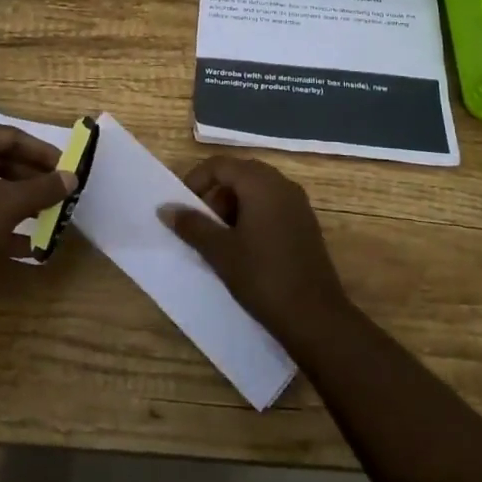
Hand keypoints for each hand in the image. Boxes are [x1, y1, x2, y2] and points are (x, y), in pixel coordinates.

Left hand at [0, 124, 74, 317]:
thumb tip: (72, 177)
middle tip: (57, 192)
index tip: (64, 166)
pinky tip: (26, 244)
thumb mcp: (10, 204)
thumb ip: (44, 188)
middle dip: (30, 178)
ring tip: (47, 215)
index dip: (40, 151)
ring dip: (17, 201)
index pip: (9, 136)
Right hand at [161, 156, 354, 354]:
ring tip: (220, 239)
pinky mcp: (305, 224)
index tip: (182, 207)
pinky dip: (252, 215)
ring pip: (256, 190)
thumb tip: (165, 208)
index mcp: (261, 183)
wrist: (315, 317)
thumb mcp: (220, 252)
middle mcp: (282, 184)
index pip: (220, 165)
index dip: (196, 180)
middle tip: (200, 224)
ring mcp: (298, 204)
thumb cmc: (263, 277)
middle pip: (239, 174)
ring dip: (232, 206)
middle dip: (214, 194)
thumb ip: (192, 225)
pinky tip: (244, 247)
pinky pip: (272, 205)